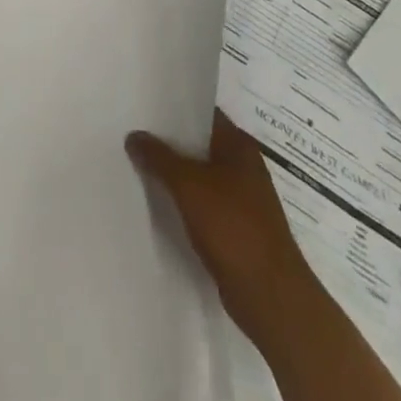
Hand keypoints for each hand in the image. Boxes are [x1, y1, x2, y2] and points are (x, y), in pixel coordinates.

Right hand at [127, 109, 308, 338]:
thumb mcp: (189, 185)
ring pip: (199, 175)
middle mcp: (243, 166)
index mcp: (238, 146)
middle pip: (199, 144)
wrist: (270, 296)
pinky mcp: (235, 229)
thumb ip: (159, 157)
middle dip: (168, 141)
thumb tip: (134, 136)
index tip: (142, 104)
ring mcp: (241, 199)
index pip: (202, 114)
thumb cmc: (233, 227)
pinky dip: (182, 201)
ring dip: (173, 173)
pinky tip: (156, 202)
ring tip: (135, 163)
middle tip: (130, 131)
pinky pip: (202, 203)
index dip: (174, 107)